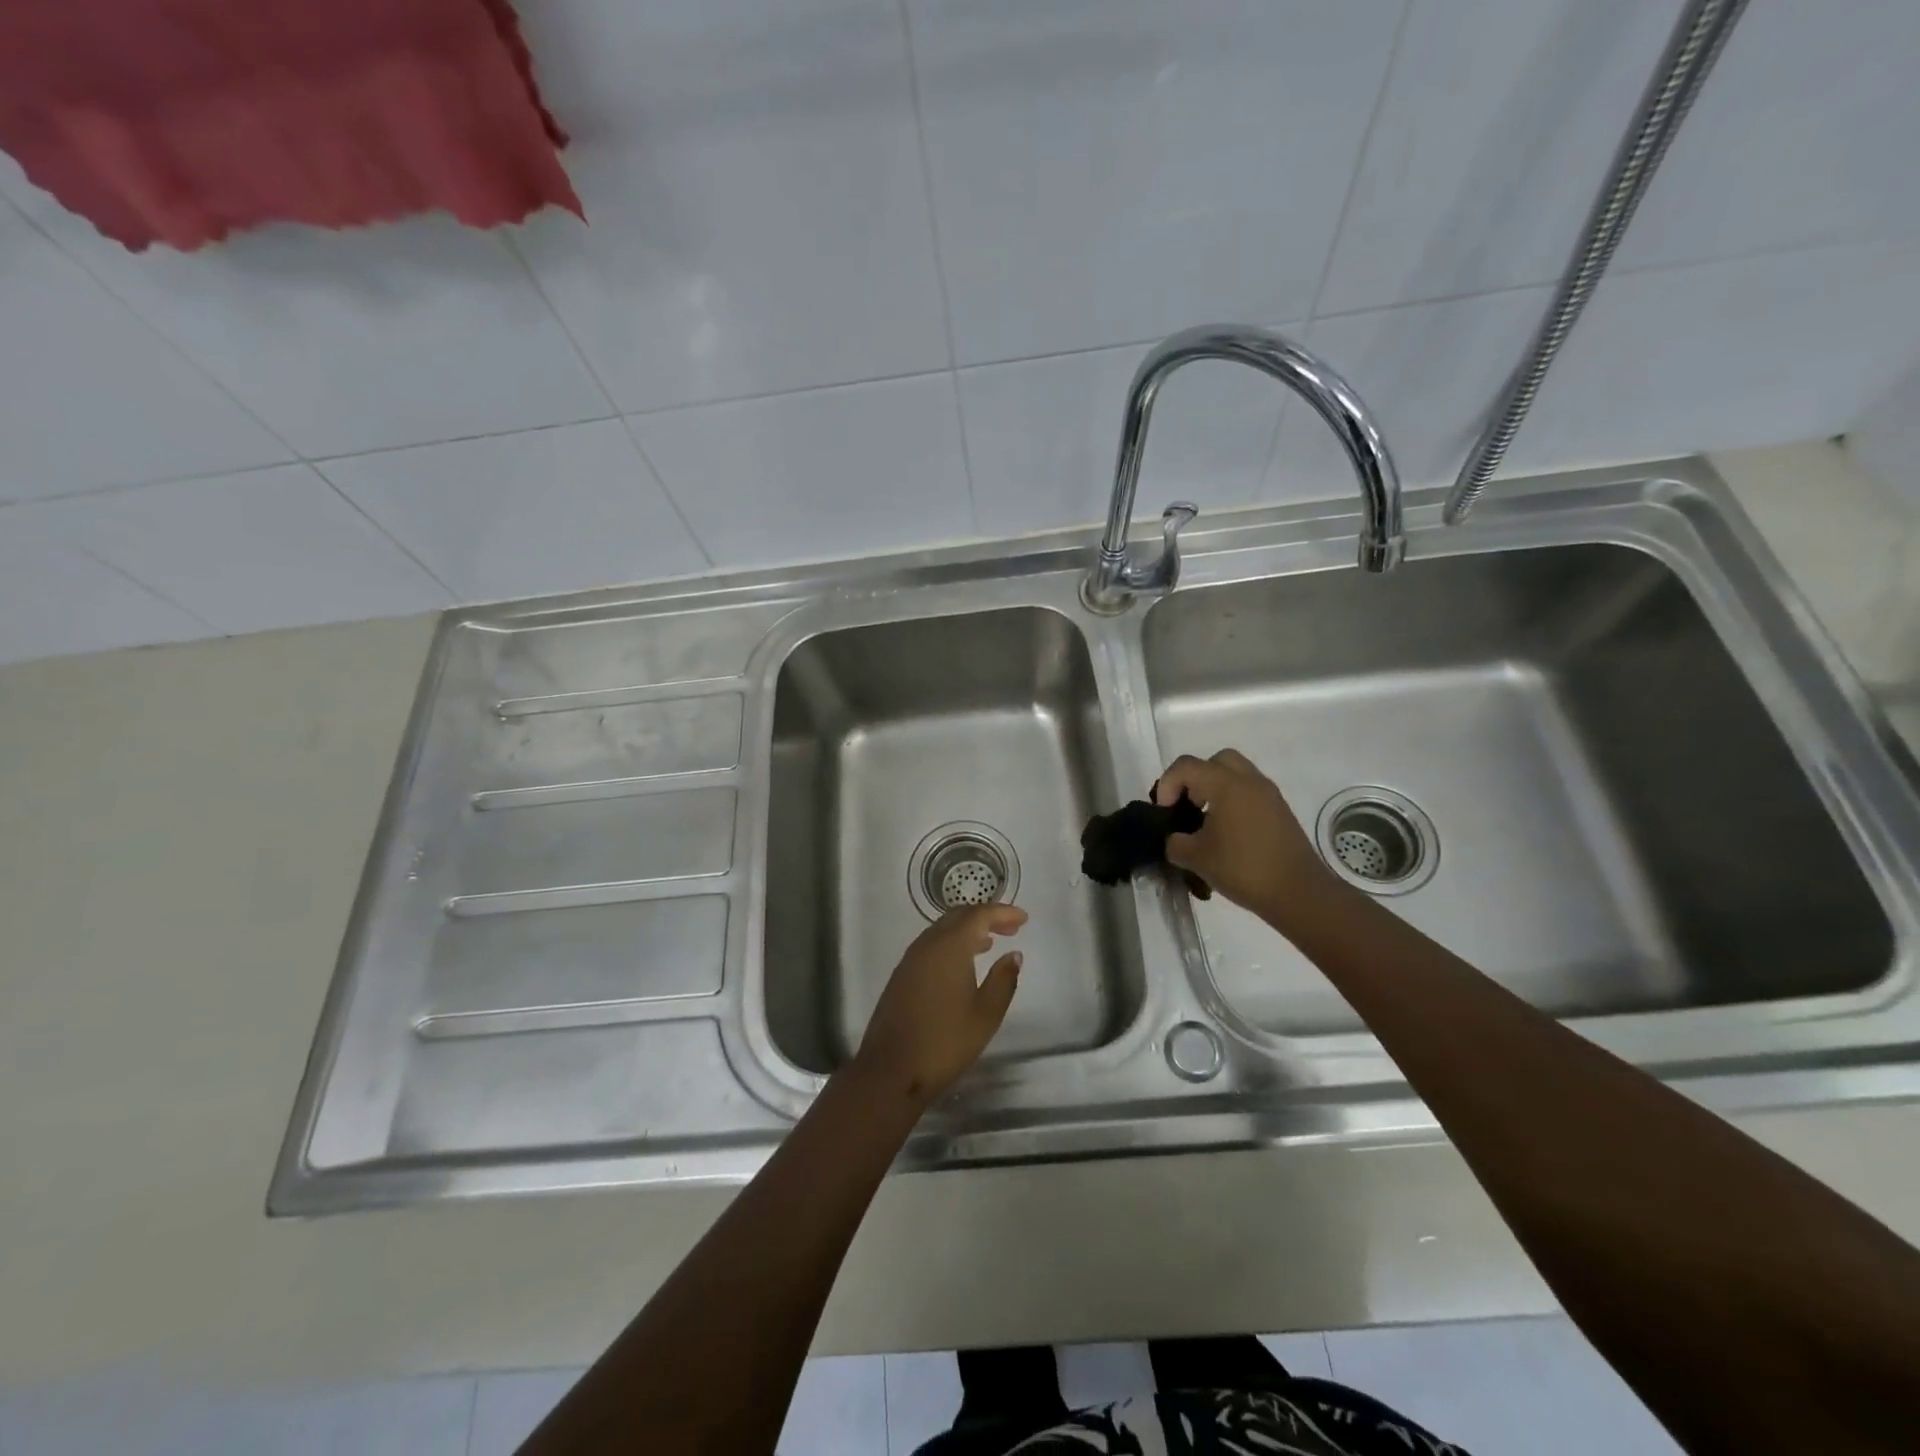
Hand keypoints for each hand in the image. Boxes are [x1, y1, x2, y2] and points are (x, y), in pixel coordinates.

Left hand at [852, 904, 1025, 1107]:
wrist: (891, 1070)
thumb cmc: (945, 1042)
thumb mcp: (986, 1014)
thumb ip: (1003, 979)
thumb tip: (1013, 954)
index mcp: (949, 947)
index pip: (979, 915)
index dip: (1002, 912)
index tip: (1023, 918)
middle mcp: (928, 944)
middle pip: (958, 916)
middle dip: (985, 917)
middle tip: (1010, 928)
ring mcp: (911, 959)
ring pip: (942, 929)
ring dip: (967, 930)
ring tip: (990, 942)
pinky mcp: (902, 975)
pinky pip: (931, 945)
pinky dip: (951, 943)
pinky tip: (962, 963)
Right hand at [1154, 750, 1332, 928]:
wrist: (1298, 892)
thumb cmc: (1243, 868)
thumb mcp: (1196, 858)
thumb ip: (1175, 842)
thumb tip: (1176, 839)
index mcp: (1226, 784)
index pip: (1186, 766)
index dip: (1167, 785)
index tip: (1165, 812)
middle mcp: (1249, 780)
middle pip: (1215, 761)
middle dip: (1195, 779)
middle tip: (1188, 806)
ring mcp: (1268, 794)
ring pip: (1236, 775)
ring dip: (1215, 789)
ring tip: (1205, 822)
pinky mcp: (1280, 811)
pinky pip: (1250, 792)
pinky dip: (1233, 802)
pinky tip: (1227, 834)